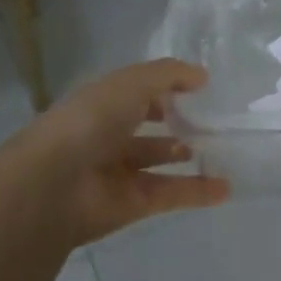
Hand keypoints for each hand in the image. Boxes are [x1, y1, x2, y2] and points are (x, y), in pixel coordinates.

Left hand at [1, 59, 229, 248]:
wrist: (55, 185)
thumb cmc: (90, 122)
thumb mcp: (131, 83)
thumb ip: (169, 75)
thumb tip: (202, 76)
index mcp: (101, 104)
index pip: (135, 93)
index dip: (163, 89)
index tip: (198, 89)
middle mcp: (107, 136)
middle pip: (146, 128)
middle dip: (175, 124)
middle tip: (212, 122)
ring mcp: (119, 173)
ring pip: (160, 162)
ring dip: (188, 157)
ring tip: (222, 151)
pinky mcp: (132, 205)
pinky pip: (170, 194)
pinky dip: (197, 192)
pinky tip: (226, 188)